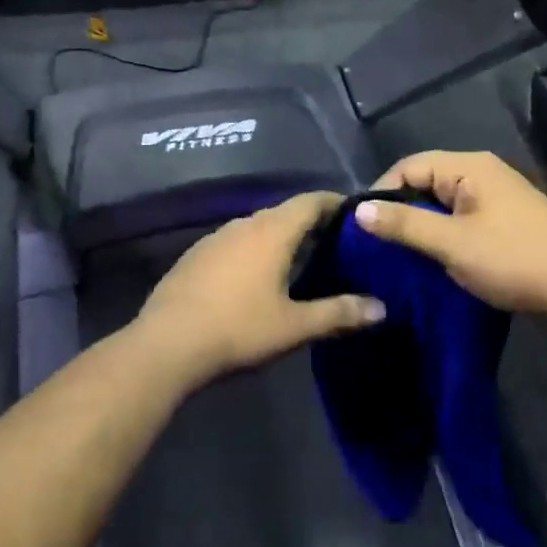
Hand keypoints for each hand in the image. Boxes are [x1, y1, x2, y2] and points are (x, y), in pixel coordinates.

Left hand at [131, 192, 385, 383]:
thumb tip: (381, 308)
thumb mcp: (294, 326)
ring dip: (280, 237)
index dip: (335, 203)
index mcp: (272, 231)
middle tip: (335, 245)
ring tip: (299, 261)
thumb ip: (339, 313)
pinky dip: (254, 250)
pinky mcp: (195, 256)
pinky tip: (256, 278)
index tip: (355, 215)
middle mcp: (243, 224)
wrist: (165, 345)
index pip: (311, 201)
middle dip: (311, 223)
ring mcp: (214, 238)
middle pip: (284, 212)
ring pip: (257, 227)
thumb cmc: (238, 330)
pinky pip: (235, 242)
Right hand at [355, 151, 546, 315]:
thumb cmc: (511, 259)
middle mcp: (483, 172)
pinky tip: (435, 257)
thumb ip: (404, 224)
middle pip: (427, 181)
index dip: (381, 192)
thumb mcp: (451, 243)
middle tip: (378, 243)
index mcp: (469, 166)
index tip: (362, 226)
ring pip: (444, 202)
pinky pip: (462, 217)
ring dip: (423, 225)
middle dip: (401, 210)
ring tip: (401, 254)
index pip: (409, 166)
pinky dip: (445, 233)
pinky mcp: (507, 219)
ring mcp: (498, 195)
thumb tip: (359, 210)